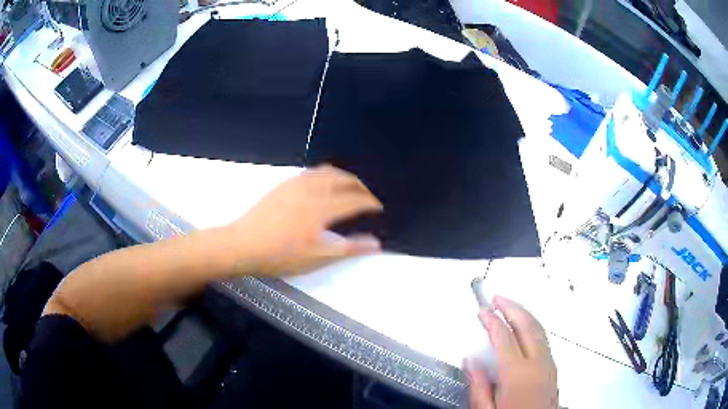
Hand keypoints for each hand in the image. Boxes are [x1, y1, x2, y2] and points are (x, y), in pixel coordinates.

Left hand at [224, 165, 383, 275]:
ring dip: (344, 177)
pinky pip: (311, 172)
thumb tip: (376, 244)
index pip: (355, 200)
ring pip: (327, 171)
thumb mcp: (317, 257)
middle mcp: (312, 189)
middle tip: (368, 196)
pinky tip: (323, 184)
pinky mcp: (284, 184)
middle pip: (344, 179)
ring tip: (350, 187)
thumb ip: (348, 248)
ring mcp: (296, 184)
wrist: (243, 244)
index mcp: (322, 207)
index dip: (370, 202)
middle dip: (360, 186)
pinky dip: (326, 175)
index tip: (378, 207)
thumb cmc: (280, 255)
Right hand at [465, 296, 557, 408]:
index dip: (492, 321)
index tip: (482, 310)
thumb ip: (478, 385)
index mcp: (517, 373)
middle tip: (497, 298)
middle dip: (512, 307)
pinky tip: (523, 327)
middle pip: (528, 325)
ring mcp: (548, 363)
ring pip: (539, 329)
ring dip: (524, 314)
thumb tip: (470, 359)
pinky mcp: (553, 368)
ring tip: (509, 306)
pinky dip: (532, 325)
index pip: (504, 337)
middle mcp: (537, 363)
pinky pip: (543, 339)